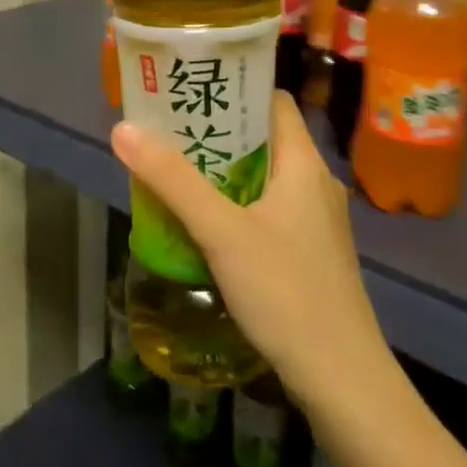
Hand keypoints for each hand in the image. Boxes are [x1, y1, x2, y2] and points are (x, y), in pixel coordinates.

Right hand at [111, 91, 389, 410]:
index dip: (236, 89)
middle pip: (266, 139)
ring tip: (178, 172)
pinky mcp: (312, 253)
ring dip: (226, 172)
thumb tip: (124, 129)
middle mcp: (316, 183)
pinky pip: (271, 211)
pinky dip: (239, 205)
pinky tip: (207, 224)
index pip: (274, 102)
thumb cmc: (286, 291)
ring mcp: (317, 221)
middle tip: (170, 131)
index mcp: (304, 164)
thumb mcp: (222, 232)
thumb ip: (173, 181)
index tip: (192, 90)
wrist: (341, 377)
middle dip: (219, 133)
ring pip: (266, 178)